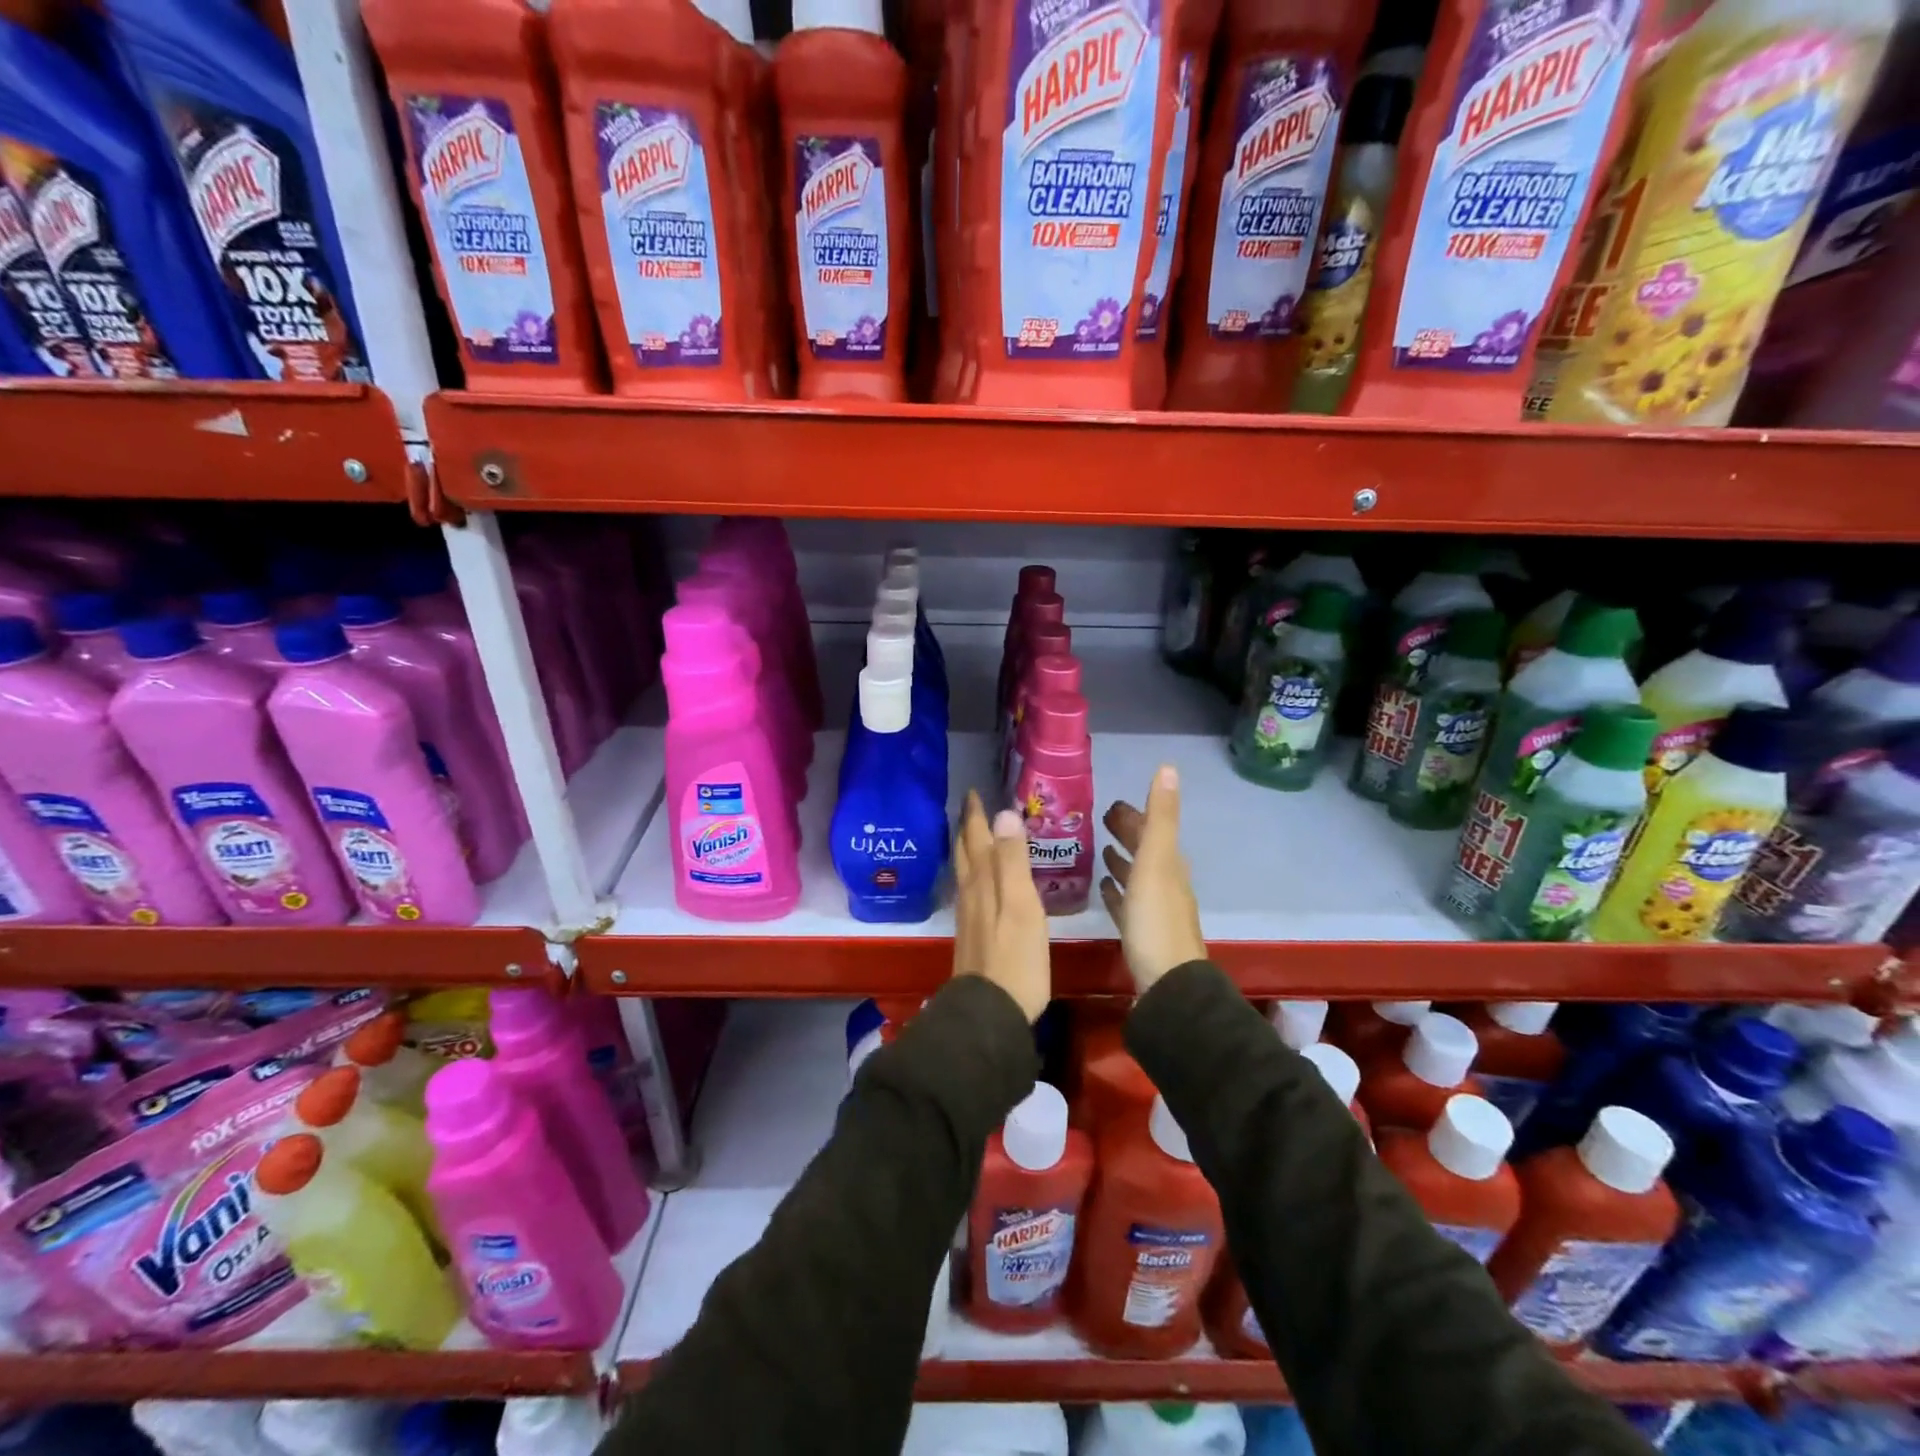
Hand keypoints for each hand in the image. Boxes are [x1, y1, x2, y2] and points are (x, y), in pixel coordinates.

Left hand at [951, 791, 1050, 1021]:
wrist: (990, 1012)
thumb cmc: (1015, 957)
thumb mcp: (1022, 905)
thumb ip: (1013, 861)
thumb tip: (1005, 813)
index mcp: (984, 881)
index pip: (977, 838)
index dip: (976, 815)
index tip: (973, 791)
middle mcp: (970, 893)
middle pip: (965, 853)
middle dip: (967, 828)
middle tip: (971, 807)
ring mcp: (969, 916)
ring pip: (965, 872)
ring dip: (967, 849)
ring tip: (972, 836)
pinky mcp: (972, 935)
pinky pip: (970, 891)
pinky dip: (973, 875)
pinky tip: (979, 884)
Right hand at [1101, 765, 1205, 994]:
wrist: (1168, 984)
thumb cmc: (1156, 919)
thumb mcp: (1156, 861)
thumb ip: (1160, 817)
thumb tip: (1169, 767)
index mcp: (1169, 864)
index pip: (1151, 829)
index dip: (1135, 815)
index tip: (1112, 803)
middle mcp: (1165, 883)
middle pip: (1145, 850)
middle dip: (1127, 833)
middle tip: (1102, 819)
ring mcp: (1155, 910)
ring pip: (1137, 876)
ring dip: (1121, 861)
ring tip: (1100, 849)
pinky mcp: (1141, 934)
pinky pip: (1127, 904)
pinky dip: (1117, 891)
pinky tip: (1104, 890)